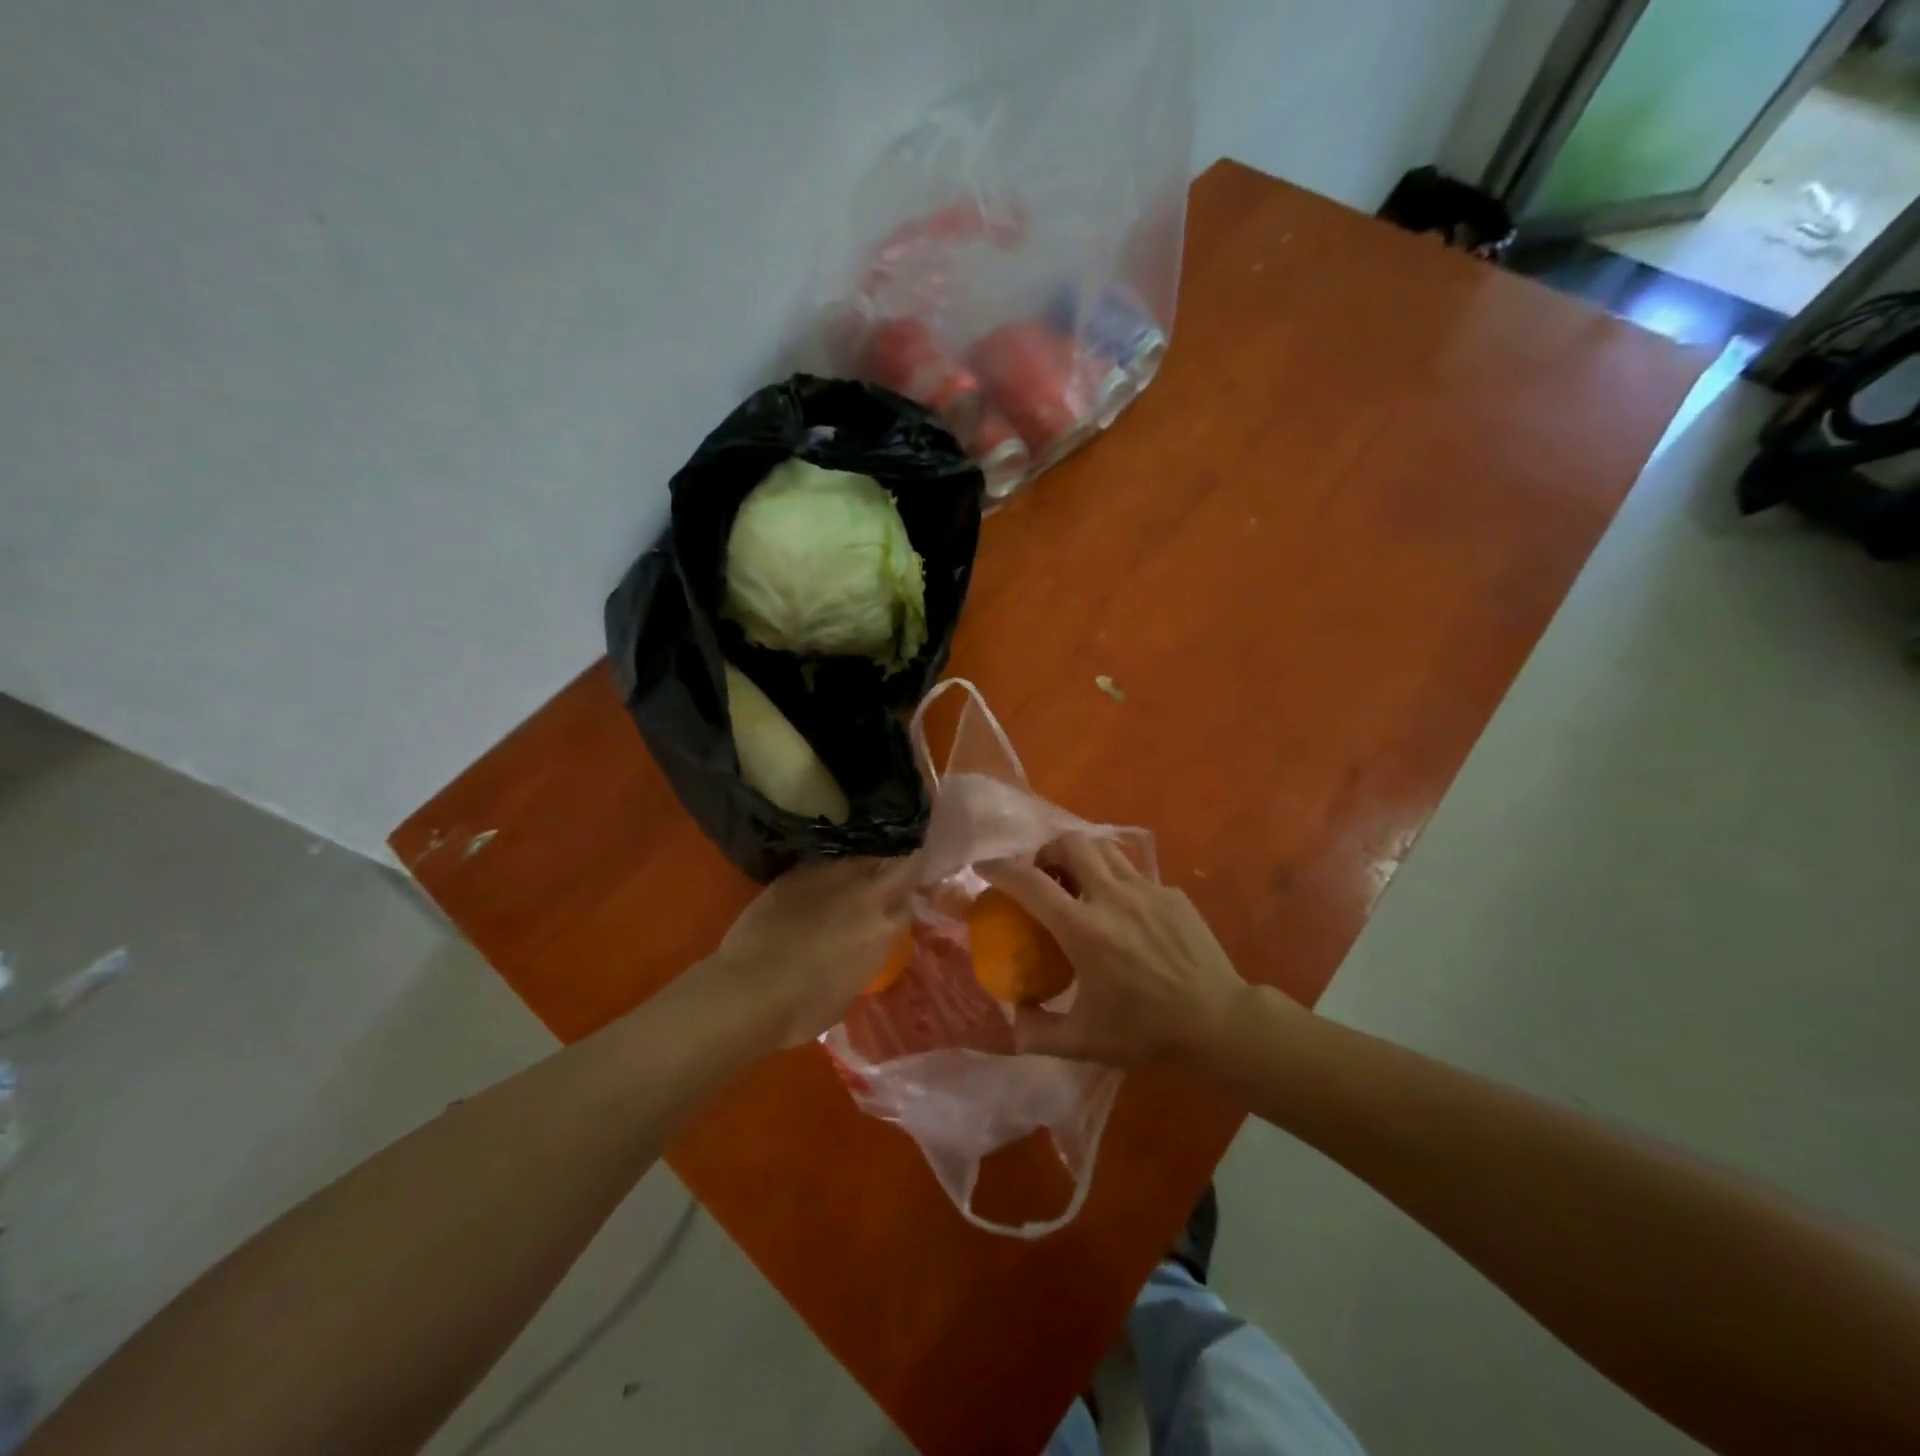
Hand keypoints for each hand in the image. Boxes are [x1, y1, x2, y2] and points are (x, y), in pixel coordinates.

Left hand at [702, 856, 916, 1047]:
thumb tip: (858, 949)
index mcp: (884, 928)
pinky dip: (827, 870)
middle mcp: (865, 894)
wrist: (748, 991)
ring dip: (862, 864)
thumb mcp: (851, 989)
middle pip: (897, 861)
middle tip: (891, 872)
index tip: (900, 902)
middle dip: (899, 864)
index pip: (909, 901)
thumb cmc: (803, 1009)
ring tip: (853, 876)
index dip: (905, 900)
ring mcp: (831, 876)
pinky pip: (824, 862)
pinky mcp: (797, 872)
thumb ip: (864, 958)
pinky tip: (818, 883)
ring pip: (860, 856)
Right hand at [982, 835, 1256, 1066]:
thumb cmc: (1147, 1033)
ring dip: (1082, 857)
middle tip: (1043, 874)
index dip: (1000, 869)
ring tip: (1079, 883)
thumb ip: (1038, 1032)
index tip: (984, 868)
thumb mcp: (1083, 1042)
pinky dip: (1117, 881)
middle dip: (1047, 850)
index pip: (1030, 882)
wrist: (1220, 1025)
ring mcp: (1147, 890)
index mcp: (1084, 930)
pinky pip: (1135, 873)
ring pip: (1104, 849)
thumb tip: (1012, 1018)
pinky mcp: (1173, 894)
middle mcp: (1112, 897)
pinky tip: (1124, 913)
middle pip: (1071, 843)